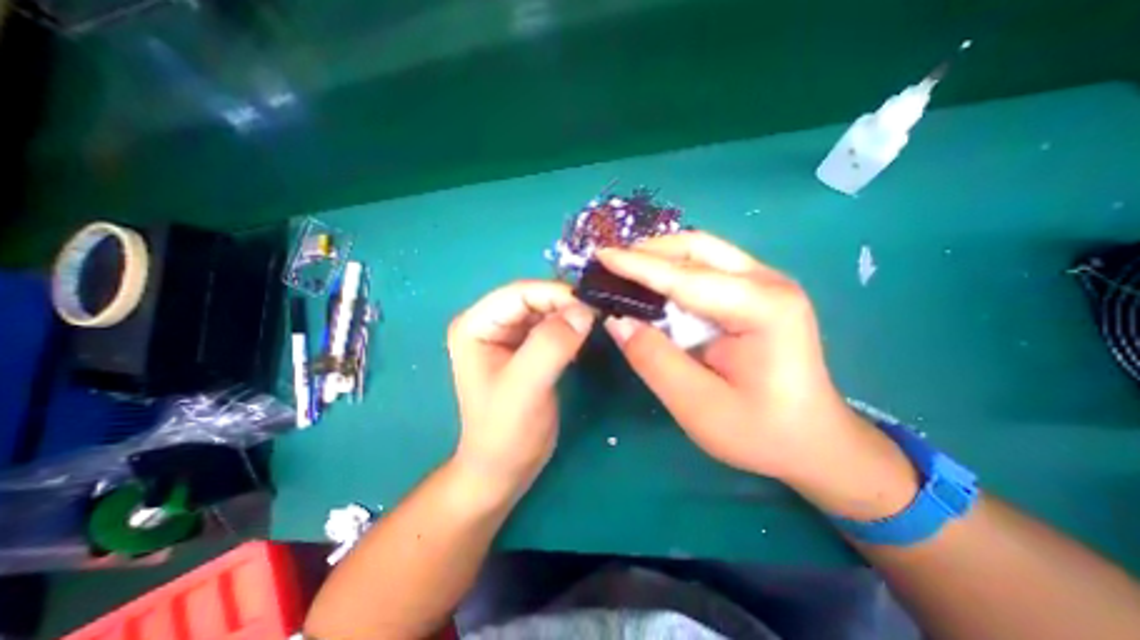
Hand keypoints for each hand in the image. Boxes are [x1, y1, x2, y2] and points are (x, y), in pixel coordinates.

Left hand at [445, 281, 592, 502]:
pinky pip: (552, 326)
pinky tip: (584, 336)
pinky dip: (570, 327)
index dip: (555, 294)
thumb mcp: (526, 388)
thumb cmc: (506, 432)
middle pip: (533, 298)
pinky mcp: (526, 347)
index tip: (591, 304)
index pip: (519, 293)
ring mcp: (508, 335)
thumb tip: (584, 310)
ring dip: (571, 314)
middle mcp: (490, 323)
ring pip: (546, 310)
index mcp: (476, 325)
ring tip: (596, 321)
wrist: (505, 467)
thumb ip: (551, 345)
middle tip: (598, 313)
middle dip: (565, 303)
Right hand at [600, 233, 915, 517]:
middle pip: (697, 249)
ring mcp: (766, 283)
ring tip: (624, 270)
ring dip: (660, 258)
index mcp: (762, 308)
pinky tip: (653, 284)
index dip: (637, 265)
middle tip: (610, 264)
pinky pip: (707, 268)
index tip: (600, 256)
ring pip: (702, 252)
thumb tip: (617, 321)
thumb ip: (654, 360)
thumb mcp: (698, 406)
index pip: (685, 277)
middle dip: (648, 252)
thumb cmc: (761, 432)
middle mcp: (768, 282)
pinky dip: (673, 271)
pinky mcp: (757, 292)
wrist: (814, 442)